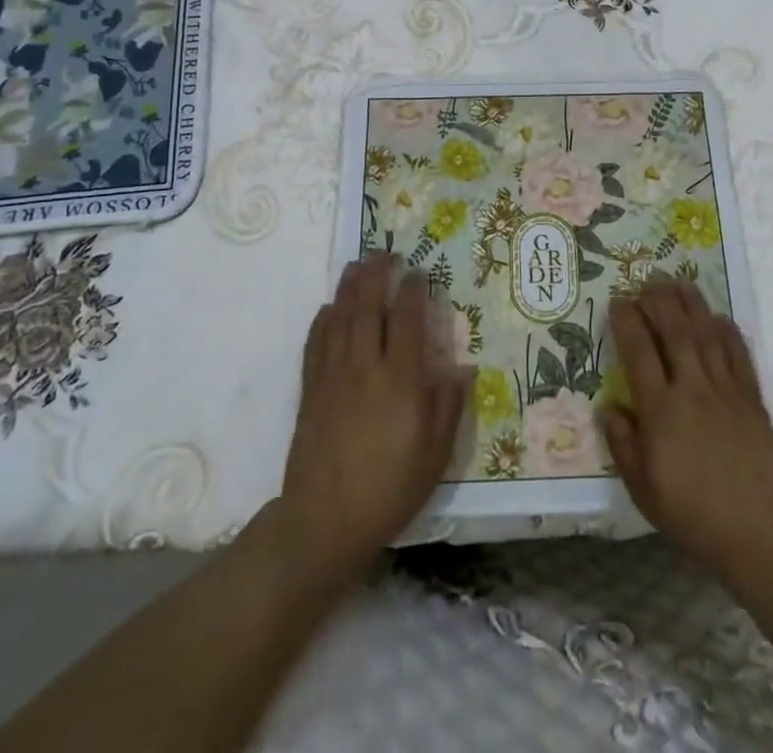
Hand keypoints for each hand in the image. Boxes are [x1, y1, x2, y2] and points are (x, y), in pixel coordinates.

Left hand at [276, 253, 466, 580]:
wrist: (324, 521)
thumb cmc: (389, 488)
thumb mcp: (435, 455)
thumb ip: (448, 406)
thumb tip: (461, 367)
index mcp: (399, 380)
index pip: (406, 320)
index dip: (412, 290)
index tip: (418, 271)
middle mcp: (364, 367)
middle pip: (367, 307)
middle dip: (376, 274)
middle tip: (384, 252)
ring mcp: (333, 376)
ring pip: (340, 317)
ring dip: (349, 286)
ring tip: (357, 263)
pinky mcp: (310, 390)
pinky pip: (315, 343)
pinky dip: (323, 319)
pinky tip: (329, 307)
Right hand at [603, 277, 772, 584]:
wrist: (760, 533)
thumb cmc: (694, 516)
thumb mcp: (643, 489)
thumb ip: (623, 444)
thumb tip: (609, 407)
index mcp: (661, 410)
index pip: (639, 352)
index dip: (627, 321)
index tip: (618, 301)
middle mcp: (692, 389)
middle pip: (674, 331)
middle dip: (658, 301)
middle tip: (647, 280)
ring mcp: (726, 390)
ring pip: (706, 334)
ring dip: (691, 304)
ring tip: (678, 281)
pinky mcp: (752, 398)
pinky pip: (739, 354)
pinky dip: (728, 331)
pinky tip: (718, 316)